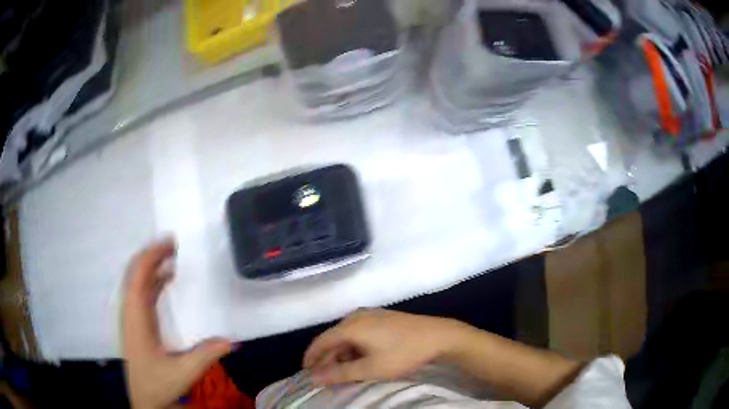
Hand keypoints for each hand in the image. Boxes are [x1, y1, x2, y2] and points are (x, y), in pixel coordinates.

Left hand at [122, 239, 231, 408]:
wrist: (144, 399)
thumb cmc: (158, 383)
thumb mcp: (184, 371)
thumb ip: (206, 354)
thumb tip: (233, 340)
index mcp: (136, 317)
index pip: (139, 275)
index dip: (153, 255)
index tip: (171, 242)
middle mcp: (130, 311)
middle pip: (135, 272)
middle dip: (152, 255)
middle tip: (175, 246)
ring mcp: (130, 316)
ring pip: (136, 280)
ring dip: (152, 265)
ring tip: (172, 257)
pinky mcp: (134, 322)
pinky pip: (140, 291)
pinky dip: (152, 280)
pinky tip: (167, 281)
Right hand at [303, 309, 462, 384]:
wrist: (439, 336)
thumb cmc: (403, 353)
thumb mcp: (370, 368)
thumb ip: (340, 373)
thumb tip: (313, 378)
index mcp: (350, 326)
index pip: (320, 342)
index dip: (311, 359)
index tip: (307, 375)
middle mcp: (356, 316)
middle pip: (333, 339)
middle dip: (328, 360)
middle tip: (327, 379)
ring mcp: (370, 315)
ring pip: (346, 337)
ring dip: (342, 355)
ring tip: (345, 374)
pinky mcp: (381, 318)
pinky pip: (359, 333)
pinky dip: (354, 348)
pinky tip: (361, 361)